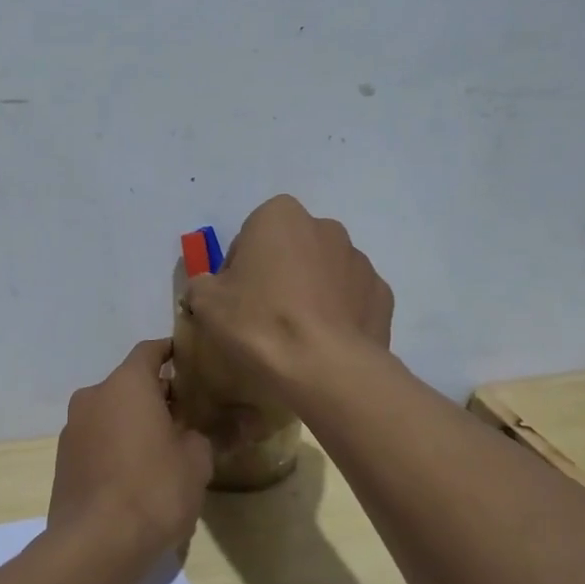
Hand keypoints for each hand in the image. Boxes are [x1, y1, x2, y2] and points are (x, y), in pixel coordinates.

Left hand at [47, 339, 211, 558]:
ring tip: (162, 448)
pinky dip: (116, 445)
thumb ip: (203, 435)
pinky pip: (97, 440)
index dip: (172, 352)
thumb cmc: (154, 490)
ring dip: (134, 422)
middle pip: (129, 383)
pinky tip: (136, 474)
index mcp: (126, 384)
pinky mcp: (63, 461)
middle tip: (186, 415)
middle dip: (157, 395)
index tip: (191, 362)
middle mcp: (93, 396)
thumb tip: (199, 432)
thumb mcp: (196, 461)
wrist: (95, 545)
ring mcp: (72, 429)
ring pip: (110, 413)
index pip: (150, 351)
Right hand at [183, 195, 393, 394]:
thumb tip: (209, 288)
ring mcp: (360, 261)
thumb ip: (202, 285)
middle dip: (279, 274)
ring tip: (297, 335)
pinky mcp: (382, 295)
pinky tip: (324, 343)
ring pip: (324, 272)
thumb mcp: (206, 303)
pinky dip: (339, 314)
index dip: (238, 268)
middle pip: (291, 249)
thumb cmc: (259, 323)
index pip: (250, 235)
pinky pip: (351, 299)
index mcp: (280, 216)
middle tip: (263, 316)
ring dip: (311, 292)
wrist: (323, 367)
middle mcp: (326, 227)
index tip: (234, 299)